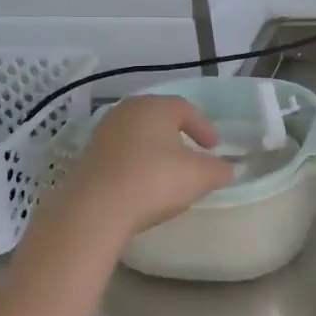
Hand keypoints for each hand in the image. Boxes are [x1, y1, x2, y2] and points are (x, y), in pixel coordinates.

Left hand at [44, 95, 233, 245]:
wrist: (96, 208)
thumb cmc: (156, 180)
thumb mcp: (201, 176)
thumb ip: (220, 170)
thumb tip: (227, 169)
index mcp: (155, 106)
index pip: (186, 109)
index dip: (204, 128)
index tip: (214, 148)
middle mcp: (126, 112)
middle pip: (158, 119)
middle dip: (178, 136)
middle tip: (192, 155)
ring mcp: (103, 134)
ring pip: (138, 137)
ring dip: (155, 151)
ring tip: (168, 173)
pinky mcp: (88, 158)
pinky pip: (121, 156)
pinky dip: (136, 165)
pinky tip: (143, 186)